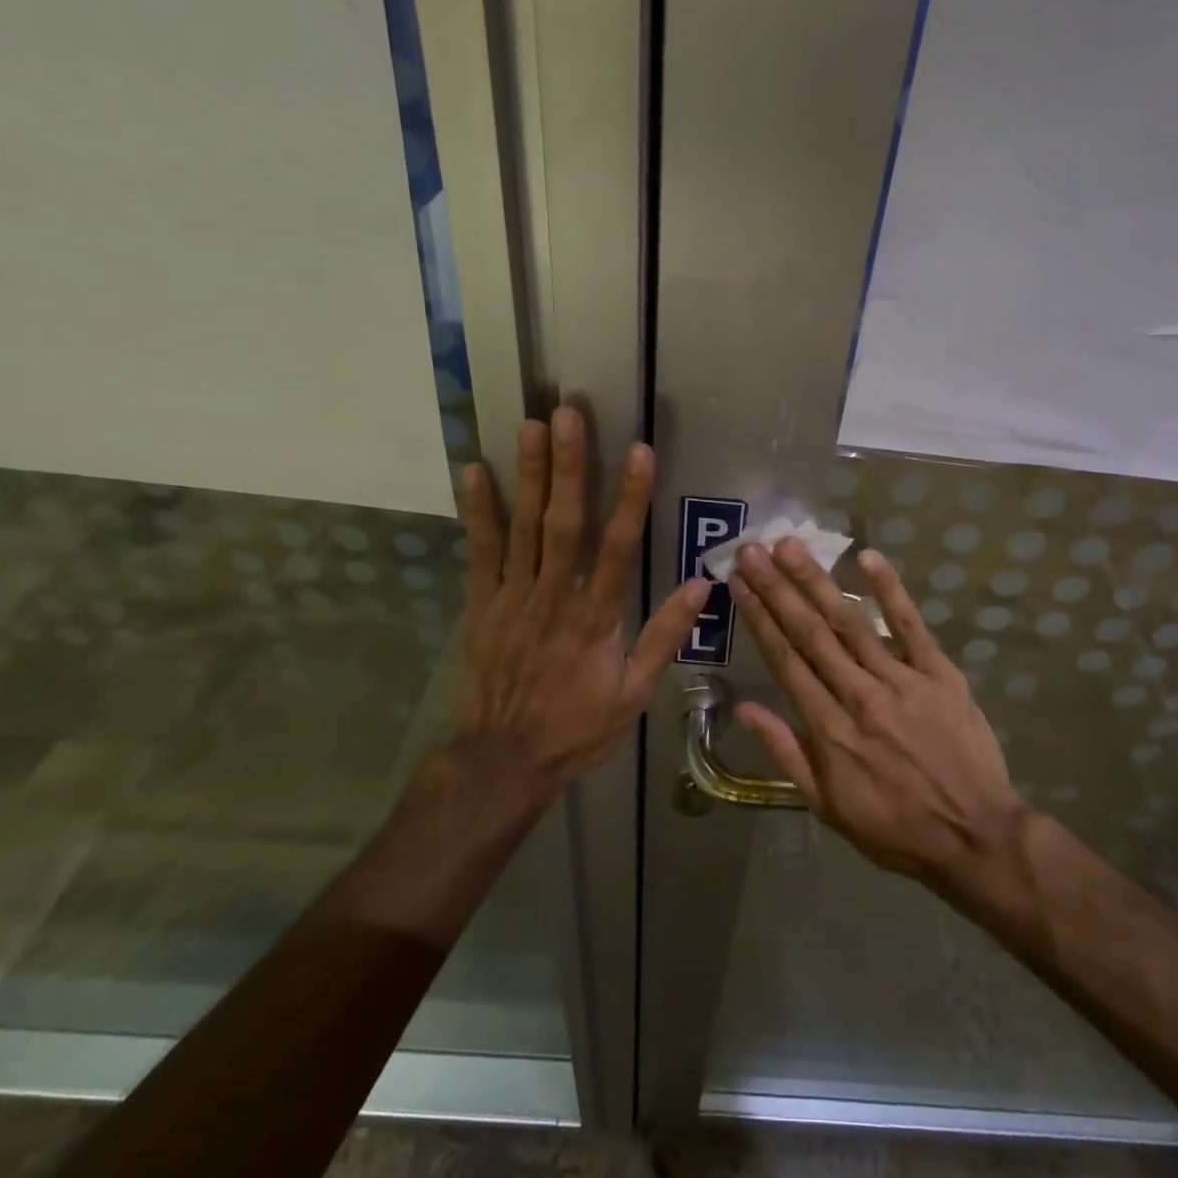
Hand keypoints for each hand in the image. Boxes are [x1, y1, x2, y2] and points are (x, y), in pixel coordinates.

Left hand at [448, 407, 708, 798]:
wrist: (503, 761)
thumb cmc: (576, 727)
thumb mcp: (634, 693)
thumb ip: (664, 636)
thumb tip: (702, 586)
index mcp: (596, 617)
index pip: (618, 546)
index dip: (630, 497)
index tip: (639, 451)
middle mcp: (554, 597)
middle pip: (565, 522)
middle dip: (569, 466)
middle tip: (567, 415)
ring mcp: (513, 598)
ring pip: (524, 527)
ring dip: (530, 474)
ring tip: (530, 426)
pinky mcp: (481, 605)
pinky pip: (480, 551)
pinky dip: (478, 511)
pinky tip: (475, 471)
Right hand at [730, 540, 1026, 889]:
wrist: (974, 837)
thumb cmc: (894, 829)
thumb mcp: (827, 807)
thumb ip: (787, 753)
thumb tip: (745, 710)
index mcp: (830, 730)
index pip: (786, 662)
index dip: (760, 619)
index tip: (739, 584)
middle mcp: (860, 696)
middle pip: (811, 633)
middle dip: (778, 588)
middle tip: (752, 550)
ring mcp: (902, 681)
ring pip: (852, 622)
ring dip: (818, 581)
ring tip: (791, 547)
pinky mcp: (939, 674)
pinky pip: (912, 626)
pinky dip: (891, 591)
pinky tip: (869, 557)